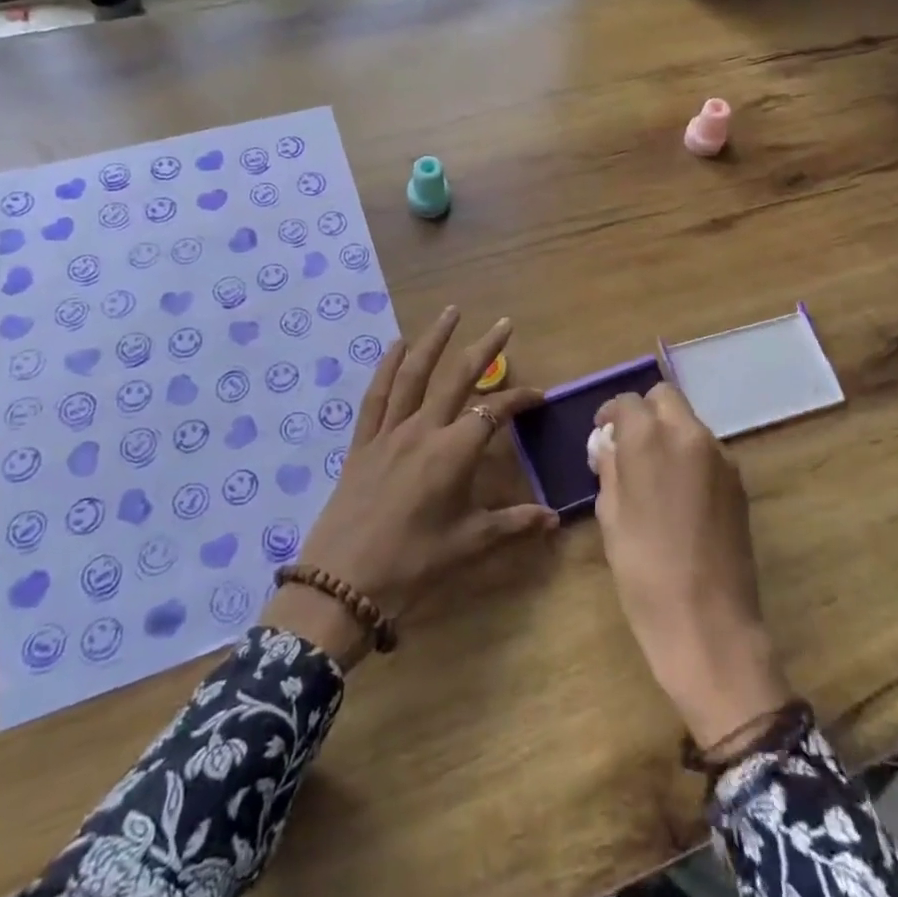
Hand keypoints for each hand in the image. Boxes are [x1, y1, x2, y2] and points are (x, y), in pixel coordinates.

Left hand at [262, 308, 555, 668]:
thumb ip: (514, 524)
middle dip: (484, 349)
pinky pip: (375, 396)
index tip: (539, 396)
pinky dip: (386, 367)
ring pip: (414, 375)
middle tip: (503, 324)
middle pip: (457, 377)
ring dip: (433, 340)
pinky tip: (396, 345)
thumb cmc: (412, 564)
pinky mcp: (362, 443)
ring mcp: (389, 432)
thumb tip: (554, 518)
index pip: (494, 412)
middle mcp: (423, 430)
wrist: (343, 584)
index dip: (519, 400)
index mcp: (453, 452)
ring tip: (450, 312)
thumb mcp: (469, 544)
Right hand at [592, 384, 792, 747]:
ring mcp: (721, 457)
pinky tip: (680, 496)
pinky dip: (690, 457)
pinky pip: (708, 452)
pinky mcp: (739, 482)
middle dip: (644, 413)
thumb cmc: (643, 570)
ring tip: (654, 476)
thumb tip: (609, 446)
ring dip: (669, 434)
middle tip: (629, 447)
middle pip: (665, 398)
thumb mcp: (611, 516)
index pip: (628, 402)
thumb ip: (610, 469)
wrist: (708, 622)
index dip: (611, 414)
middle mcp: (690, 435)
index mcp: (650, 439)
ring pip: (689, 424)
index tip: (603, 436)